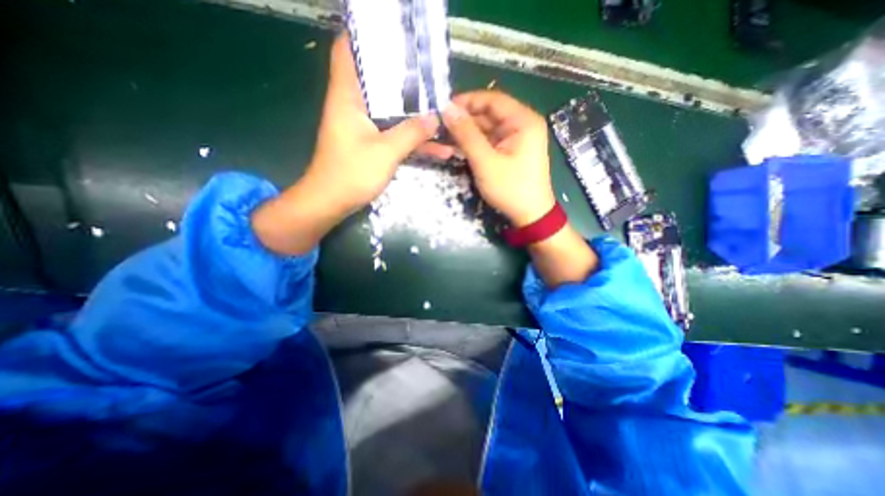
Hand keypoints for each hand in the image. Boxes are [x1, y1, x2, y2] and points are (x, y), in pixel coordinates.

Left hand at [306, 31, 445, 215]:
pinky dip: (412, 139)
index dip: (365, 36)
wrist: (331, 202)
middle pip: (378, 81)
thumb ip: (411, 133)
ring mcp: (363, 127)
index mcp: (348, 97)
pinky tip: (437, 148)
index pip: (348, 51)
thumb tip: (435, 118)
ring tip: (443, 112)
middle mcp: (354, 106)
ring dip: (415, 115)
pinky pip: (394, 135)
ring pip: (392, 112)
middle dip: (405, 77)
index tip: (394, 35)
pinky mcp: (370, 144)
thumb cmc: (351, 173)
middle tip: (431, 75)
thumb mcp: (385, 152)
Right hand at [440, 88, 597, 286]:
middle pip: (489, 113)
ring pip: (487, 128)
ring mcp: (517, 138)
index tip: (444, 107)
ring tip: (444, 137)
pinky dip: (474, 144)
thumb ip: (466, 135)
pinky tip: (457, 148)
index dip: (467, 100)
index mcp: (523, 120)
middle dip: (465, 119)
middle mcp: (522, 124)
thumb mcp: (485, 161)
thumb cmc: (511, 188)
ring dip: (467, 133)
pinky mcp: (510, 151)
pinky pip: (490, 141)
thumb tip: (447, 108)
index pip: (492, 99)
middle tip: (440, 126)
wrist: (530, 215)